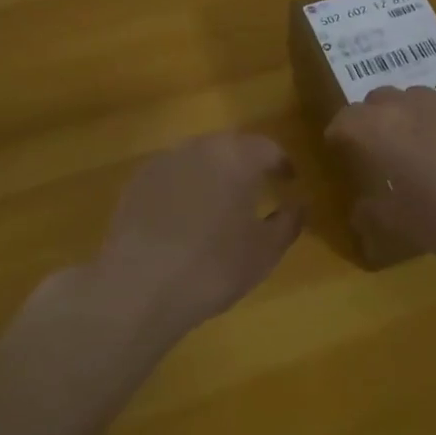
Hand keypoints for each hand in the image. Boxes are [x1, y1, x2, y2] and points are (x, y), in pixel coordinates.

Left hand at [59, 133, 303, 344]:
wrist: (138, 287)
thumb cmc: (213, 266)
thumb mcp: (265, 251)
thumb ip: (289, 221)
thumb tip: (299, 203)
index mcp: (237, 156)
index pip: (268, 148)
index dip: (282, 164)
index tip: (289, 181)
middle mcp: (200, 147)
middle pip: (230, 147)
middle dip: (246, 164)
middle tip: (256, 188)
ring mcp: (163, 162)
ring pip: (198, 158)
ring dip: (213, 173)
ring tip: (218, 203)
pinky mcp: (136, 182)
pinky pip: (171, 175)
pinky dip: (184, 187)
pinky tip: (183, 217)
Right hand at [324, 86, 435, 265]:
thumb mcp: (406, 225)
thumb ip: (377, 214)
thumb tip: (360, 210)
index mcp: (382, 129)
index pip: (347, 118)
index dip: (338, 131)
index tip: (336, 146)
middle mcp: (412, 106)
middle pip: (379, 98)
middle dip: (369, 117)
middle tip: (371, 146)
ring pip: (414, 98)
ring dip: (404, 116)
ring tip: (410, 148)